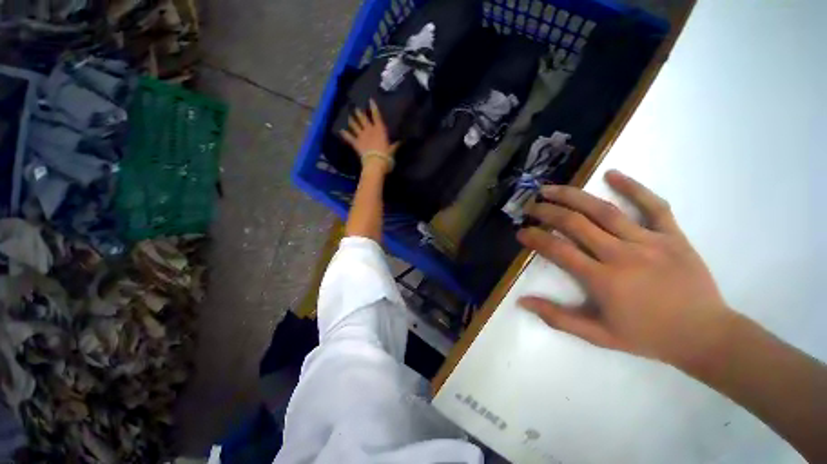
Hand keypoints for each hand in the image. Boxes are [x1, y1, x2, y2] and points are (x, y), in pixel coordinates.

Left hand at [339, 99, 398, 172]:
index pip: (376, 116)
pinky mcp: (356, 143)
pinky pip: (349, 138)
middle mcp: (369, 130)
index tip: (370, 100)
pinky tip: (340, 130)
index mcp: (380, 130)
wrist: (376, 163)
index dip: (373, 108)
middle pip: (363, 119)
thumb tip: (401, 141)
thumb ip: (396, 145)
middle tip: (356, 108)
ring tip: (349, 116)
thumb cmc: (386, 156)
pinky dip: (344, 134)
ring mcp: (361, 136)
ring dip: (352, 121)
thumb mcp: (393, 150)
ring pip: (355, 126)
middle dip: (360, 113)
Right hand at [517, 170, 733, 370]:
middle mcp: (621, 255)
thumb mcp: (598, 336)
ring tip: (551, 189)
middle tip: (531, 206)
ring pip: (604, 210)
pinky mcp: (672, 236)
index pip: (558, 250)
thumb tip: (522, 302)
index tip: (521, 232)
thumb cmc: (647, 337)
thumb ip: (558, 318)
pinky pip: (653, 205)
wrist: (705, 335)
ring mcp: (649, 242)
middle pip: (575, 223)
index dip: (535, 238)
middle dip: (547, 212)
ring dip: (573, 196)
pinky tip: (612, 174)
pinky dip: (633, 187)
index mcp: (603, 280)